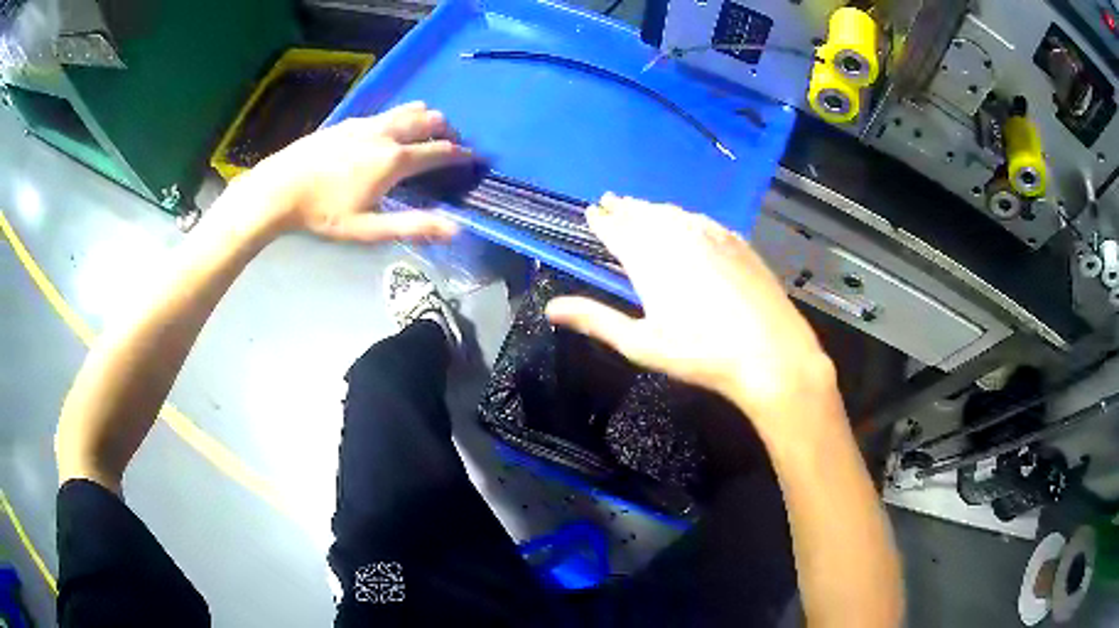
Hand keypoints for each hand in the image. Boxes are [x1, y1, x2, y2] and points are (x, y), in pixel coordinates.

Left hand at [235, 101, 475, 241]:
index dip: (461, 154)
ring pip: (407, 110)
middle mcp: (386, 134)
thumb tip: (456, 229)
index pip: (439, 151)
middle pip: (427, 121)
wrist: (279, 188)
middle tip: (452, 142)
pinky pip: (385, 113)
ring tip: (429, 130)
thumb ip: (413, 226)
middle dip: (446, 130)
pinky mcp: (349, 122)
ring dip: (425, 118)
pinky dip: (401, 117)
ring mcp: (366, 124)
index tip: (474, 157)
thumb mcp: (368, 229)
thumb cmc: (323, 213)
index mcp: (395, 160)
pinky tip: (390, 130)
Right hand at [546, 194, 841, 436]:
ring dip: (654, 209)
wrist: (770, 353)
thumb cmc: (700, 354)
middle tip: (612, 200)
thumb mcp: (641, 344)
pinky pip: (704, 220)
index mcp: (650, 260)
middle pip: (645, 216)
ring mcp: (712, 237)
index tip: (592, 210)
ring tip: (642, 207)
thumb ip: (596, 320)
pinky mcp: (738, 244)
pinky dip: (687, 216)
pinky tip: (688, 219)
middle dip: (626, 208)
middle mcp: (678, 238)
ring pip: (675, 214)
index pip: (618, 231)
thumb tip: (550, 308)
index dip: (602, 220)